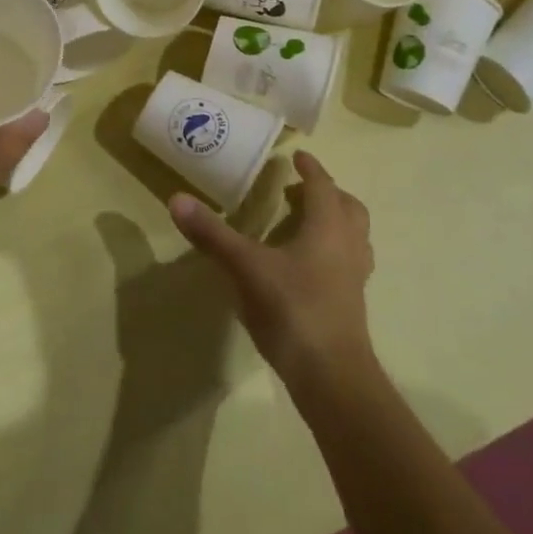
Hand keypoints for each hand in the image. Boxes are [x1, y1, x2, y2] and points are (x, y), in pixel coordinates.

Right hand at [166, 151, 375, 394]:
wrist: (332, 376)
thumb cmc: (292, 309)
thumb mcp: (246, 267)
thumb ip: (213, 234)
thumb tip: (177, 199)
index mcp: (328, 226)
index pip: (323, 186)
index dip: (311, 169)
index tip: (297, 157)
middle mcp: (348, 244)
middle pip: (348, 207)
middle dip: (327, 193)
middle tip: (299, 191)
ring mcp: (355, 276)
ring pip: (354, 235)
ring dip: (335, 222)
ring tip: (305, 224)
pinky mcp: (352, 303)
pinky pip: (349, 262)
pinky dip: (333, 251)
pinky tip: (307, 267)